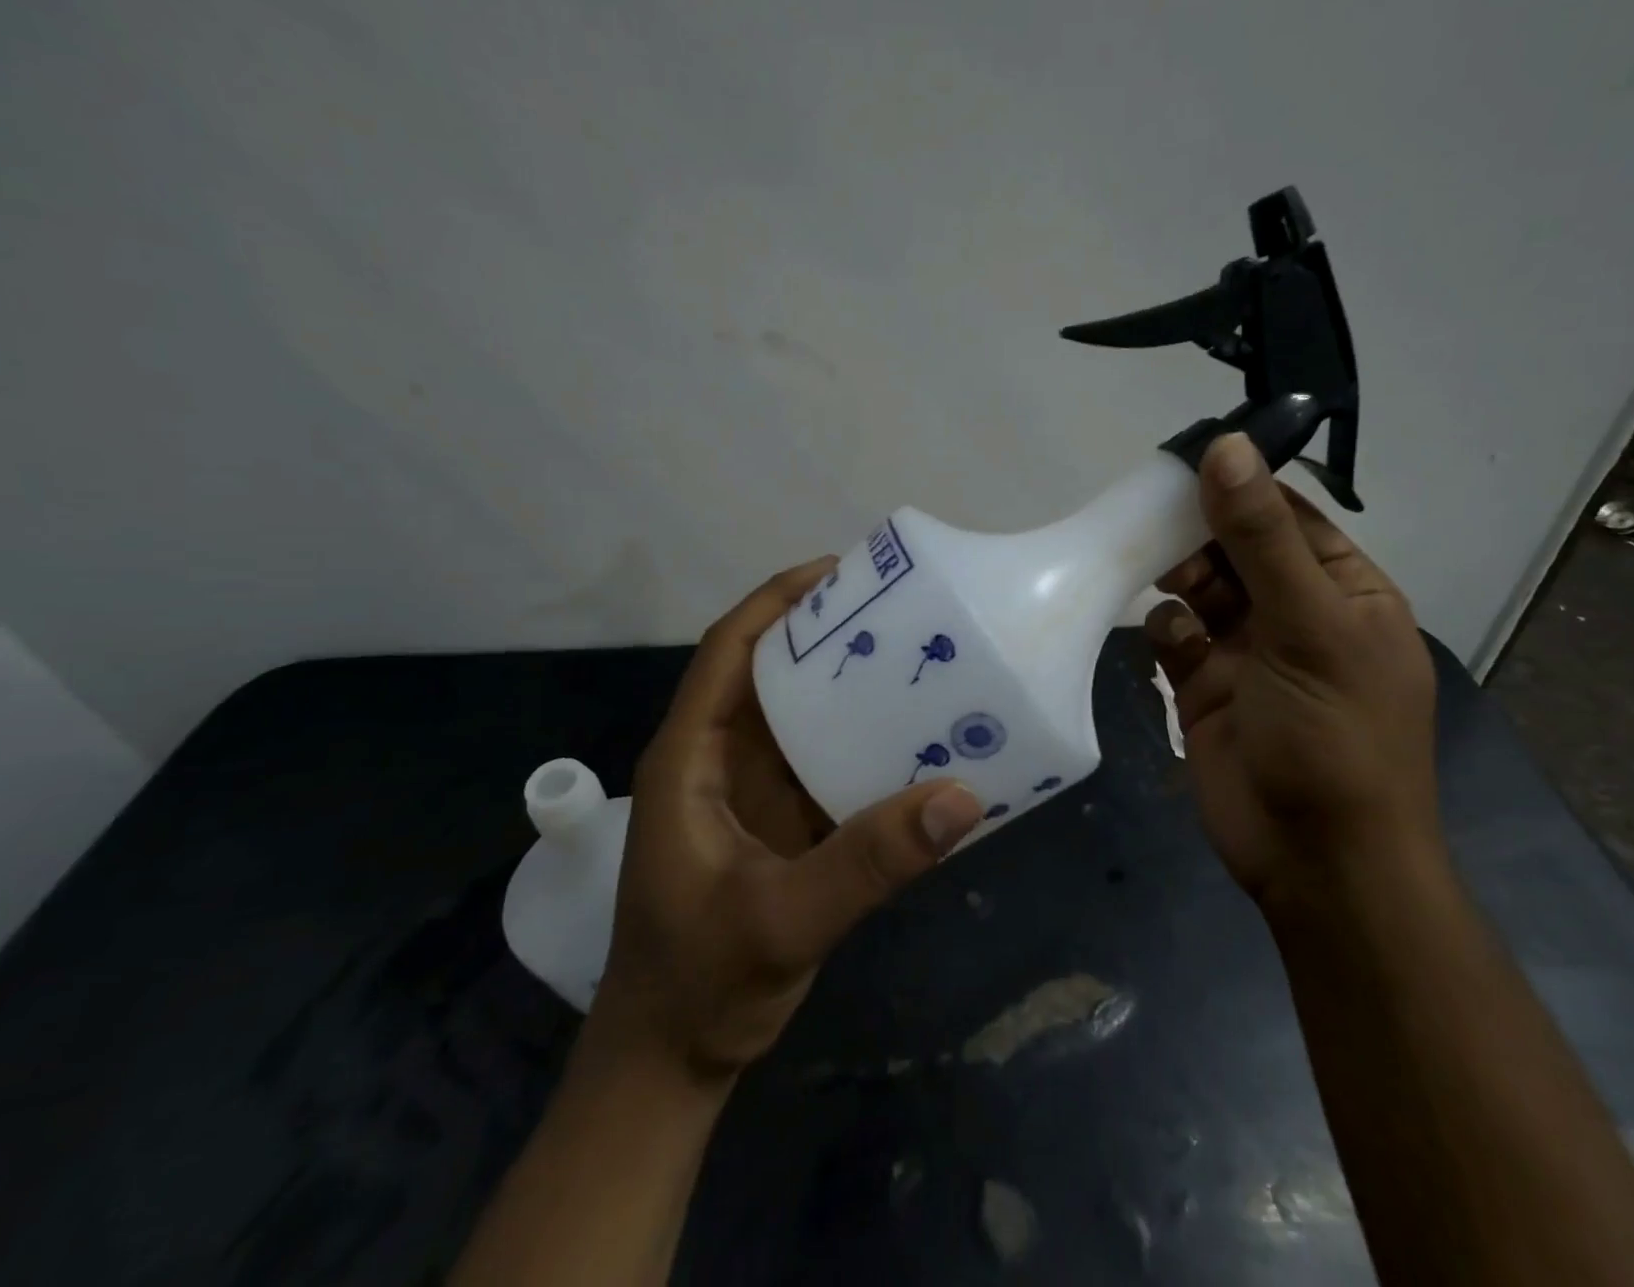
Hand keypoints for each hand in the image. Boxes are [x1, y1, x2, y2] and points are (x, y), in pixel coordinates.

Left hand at [586, 558, 982, 1080]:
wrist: (672, 1063)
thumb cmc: (700, 983)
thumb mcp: (783, 920)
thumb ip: (868, 862)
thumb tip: (961, 798)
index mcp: (691, 759)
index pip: (727, 653)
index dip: (774, 602)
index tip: (836, 570)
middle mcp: (718, 762)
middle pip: (769, 672)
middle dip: (823, 631)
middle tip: (895, 607)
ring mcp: (750, 794)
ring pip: (800, 716)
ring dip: (847, 685)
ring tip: (914, 655)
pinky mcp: (780, 824)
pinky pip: (824, 762)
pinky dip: (863, 742)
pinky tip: (914, 737)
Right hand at [1146, 434, 1438, 909]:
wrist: (1314, 860)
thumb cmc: (1334, 735)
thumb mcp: (1308, 626)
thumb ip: (1260, 538)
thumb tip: (1227, 447)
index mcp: (1343, 592)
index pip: (1288, 517)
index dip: (1241, 487)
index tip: (1187, 462)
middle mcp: (1294, 615)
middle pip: (1236, 550)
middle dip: (1199, 535)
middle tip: (1156, 522)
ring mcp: (1246, 652)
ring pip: (1200, 590)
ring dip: (1179, 577)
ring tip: (1161, 576)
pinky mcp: (1203, 687)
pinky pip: (1175, 637)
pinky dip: (1166, 630)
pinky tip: (1169, 642)